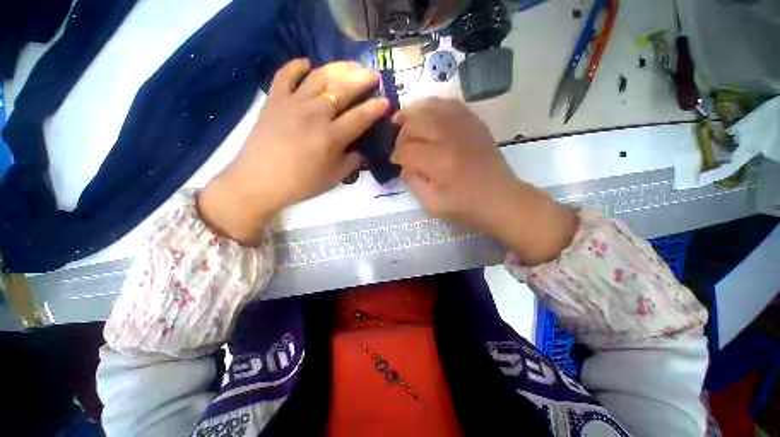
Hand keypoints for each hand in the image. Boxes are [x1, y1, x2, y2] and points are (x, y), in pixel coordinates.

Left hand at [199, 59, 388, 243]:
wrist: (259, 181)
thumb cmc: (300, 184)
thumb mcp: (334, 178)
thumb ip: (352, 161)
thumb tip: (360, 149)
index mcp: (332, 137)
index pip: (361, 117)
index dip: (376, 108)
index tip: (386, 101)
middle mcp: (315, 114)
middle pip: (343, 88)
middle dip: (362, 78)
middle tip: (373, 74)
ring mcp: (293, 103)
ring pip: (319, 76)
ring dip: (339, 67)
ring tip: (351, 65)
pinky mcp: (274, 100)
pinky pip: (285, 75)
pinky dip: (296, 65)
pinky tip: (307, 63)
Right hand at [391, 98, 576, 264]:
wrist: (500, 197)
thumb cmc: (465, 206)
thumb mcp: (431, 203)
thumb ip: (412, 182)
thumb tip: (404, 164)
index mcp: (439, 162)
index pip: (407, 150)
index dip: (396, 155)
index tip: (394, 161)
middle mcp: (450, 138)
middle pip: (415, 123)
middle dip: (401, 132)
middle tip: (399, 143)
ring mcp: (465, 126)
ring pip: (430, 107)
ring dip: (413, 112)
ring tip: (403, 118)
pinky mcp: (474, 122)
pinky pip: (449, 104)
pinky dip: (433, 106)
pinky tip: (427, 114)